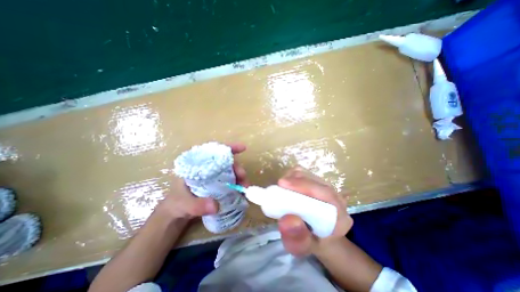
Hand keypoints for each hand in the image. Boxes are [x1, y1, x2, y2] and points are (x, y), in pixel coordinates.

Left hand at [158, 142, 248, 219]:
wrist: (176, 214)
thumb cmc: (176, 203)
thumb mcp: (184, 204)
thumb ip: (197, 205)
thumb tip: (216, 206)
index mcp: (197, 165)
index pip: (214, 151)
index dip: (229, 148)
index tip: (242, 148)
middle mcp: (207, 167)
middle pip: (226, 162)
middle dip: (237, 167)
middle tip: (243, 178)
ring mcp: (213, 176)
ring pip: (230, 171)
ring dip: (239, 177)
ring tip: (244, 186)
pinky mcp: (217, 184)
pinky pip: (230, 180)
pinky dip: (237, 183)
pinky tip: (240, 190)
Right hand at [276, 168, 353, 256]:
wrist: (320, 237)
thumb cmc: (312, 243)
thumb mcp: (303, 248)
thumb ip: (298, 239)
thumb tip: (287, 220)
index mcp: (339, 217)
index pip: (326, 194)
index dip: (303, 185)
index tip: (283, 184)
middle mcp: (337, 199)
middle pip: (316, 181)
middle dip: (295, 180)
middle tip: (279, 186)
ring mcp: (328, 189)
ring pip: (309, 175)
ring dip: (293, 178)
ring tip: (282, 187)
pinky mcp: (319, 184)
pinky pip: (305, 174)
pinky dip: (293, 176)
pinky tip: (288, 186)